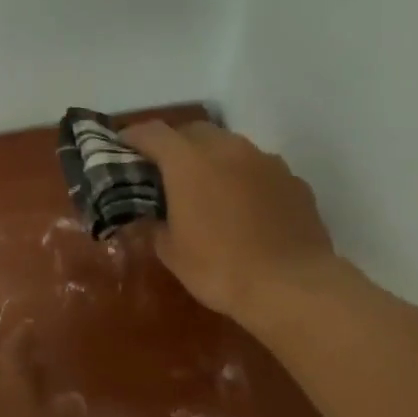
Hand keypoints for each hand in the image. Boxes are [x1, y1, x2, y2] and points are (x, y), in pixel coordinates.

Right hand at [122, 119, 338, 324]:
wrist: (291, 285)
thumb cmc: (219, 268)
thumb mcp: (172, 253)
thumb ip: (154, 226)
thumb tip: (149, 218)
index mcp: (189, 162)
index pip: (152, 133)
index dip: (134, 137)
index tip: (124, 148)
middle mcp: (228, 149)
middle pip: (194, 131)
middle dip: (176, 145)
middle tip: (166, 172)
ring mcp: (266, 161)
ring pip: (231, 147)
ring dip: (214, 160)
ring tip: (208, 191)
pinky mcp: (293, 180)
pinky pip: (260, 170)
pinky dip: (245, 180)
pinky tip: (246, 209)